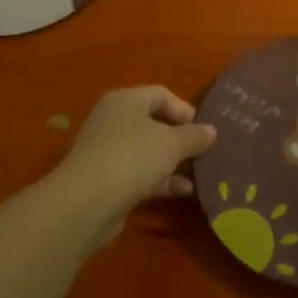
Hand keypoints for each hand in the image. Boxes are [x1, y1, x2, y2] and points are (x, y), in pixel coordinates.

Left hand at [51, 86, 216, 244]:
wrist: (86, 203)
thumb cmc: (133, 157)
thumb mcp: (172, 143)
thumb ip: (194, 136)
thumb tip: (211, 131)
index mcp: (126, 101)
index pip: (160, 94)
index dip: (184, 109)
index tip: (202, 128)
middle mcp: (113, 121)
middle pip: (153, 123)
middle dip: (180, 138)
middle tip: (203, 151)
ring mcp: (107, 151)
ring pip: (147, 151)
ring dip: (173, 162)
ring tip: (199, 174)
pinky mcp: (106, 179)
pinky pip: (139, 173)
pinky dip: (160, 180)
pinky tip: (183, 192)